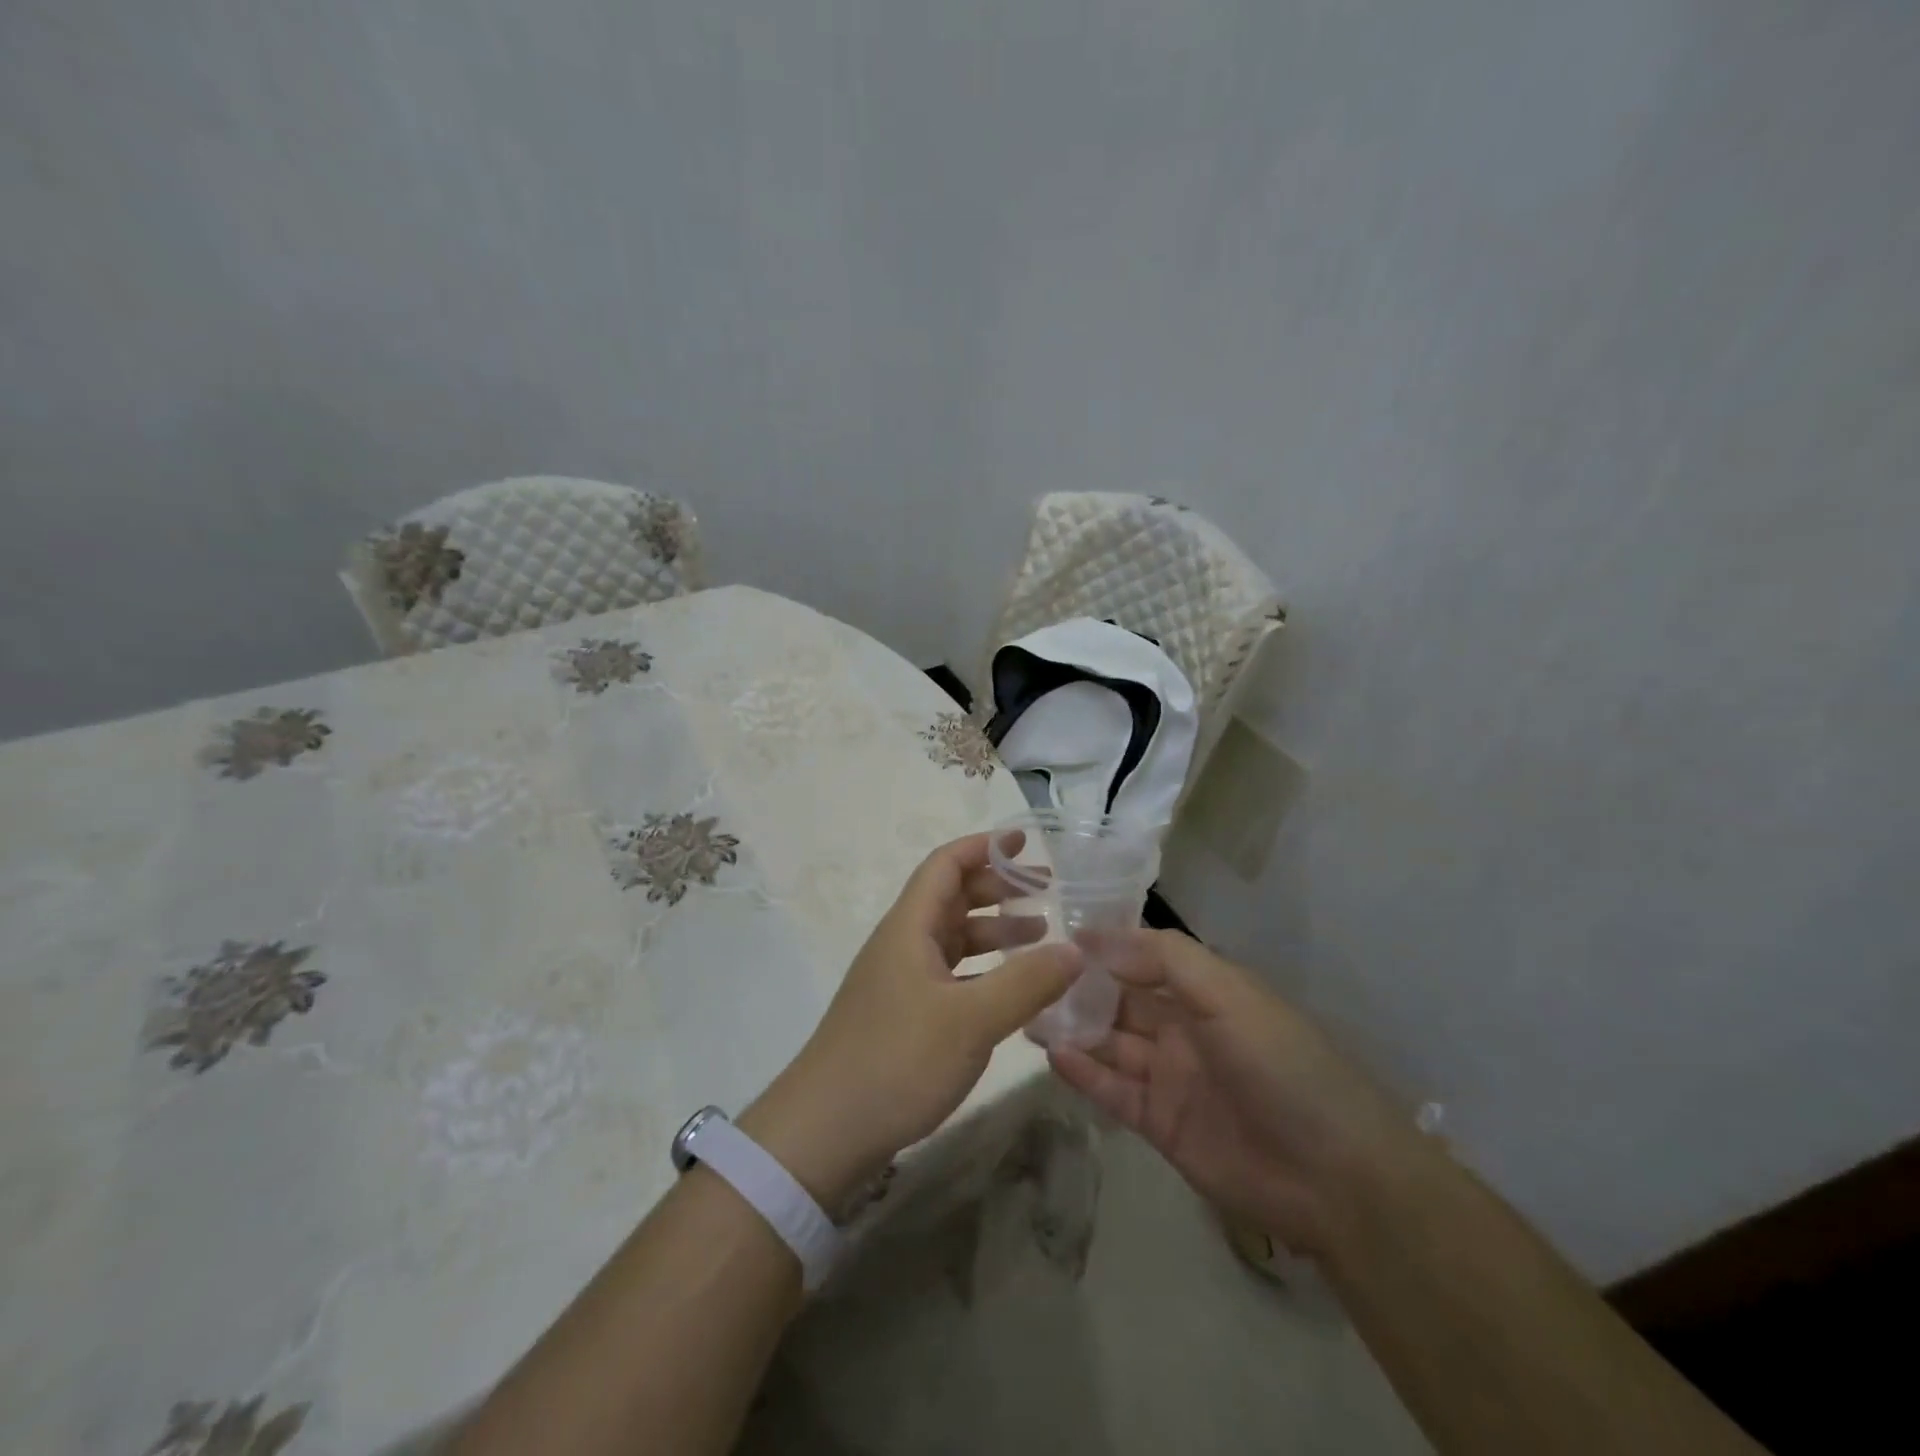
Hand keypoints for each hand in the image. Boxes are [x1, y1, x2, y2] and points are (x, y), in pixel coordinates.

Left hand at [740, 832, 1081, 1211]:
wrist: (824, 1131)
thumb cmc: (896, 1061)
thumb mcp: (971, 1020)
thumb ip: (1026, 982)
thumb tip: (1076, 950)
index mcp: (910, 927)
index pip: (946, 865)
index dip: (984, 846)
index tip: (1025, 842)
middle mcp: (902, 944)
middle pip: (951, 897)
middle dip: (998, 888)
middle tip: (1047, 892)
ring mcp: (900, 981)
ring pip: (952, 937)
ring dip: (993, 930)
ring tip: (1041, 936)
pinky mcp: (903, 1015)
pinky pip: (950, 973)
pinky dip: (982, 970)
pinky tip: (1010, 989)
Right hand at [1048, 929, 1413, 1257]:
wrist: (1333, 1176)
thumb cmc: (1281, 1065)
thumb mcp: (1229, 994)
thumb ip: (1164, 958)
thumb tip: (1097, 936)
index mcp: (1204, 993)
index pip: (1144, 959)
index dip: (1105, 947)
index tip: (1057, 936)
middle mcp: (1183, 1029)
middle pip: (1121, 1000)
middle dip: (1080, 987)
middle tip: (1028, 976)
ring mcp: (1170, 1077)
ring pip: (1111, 1043)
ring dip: (1073, 1027)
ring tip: (1027, 1012)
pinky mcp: (1160, 1124)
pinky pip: (1113, 1090)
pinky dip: (1083, 1073)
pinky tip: (1052, 1054)